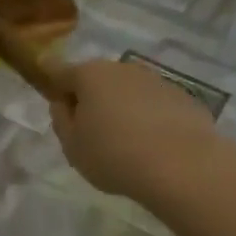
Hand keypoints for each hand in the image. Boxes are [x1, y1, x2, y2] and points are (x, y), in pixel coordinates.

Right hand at [49, 59, 232, 206]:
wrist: (181, 166)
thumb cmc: (113, 155)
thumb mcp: (72, 146)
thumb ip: (62, 120)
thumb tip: (63, 103)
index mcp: (89, 76)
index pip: (60, 71)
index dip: (53, 85)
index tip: (55, 103)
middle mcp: (122, 69)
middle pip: (97, 80)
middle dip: (90, 99)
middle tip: (90, 133)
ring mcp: (156, 80)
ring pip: (127, 91)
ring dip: (121, 108)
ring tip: (124, 144)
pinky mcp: (182, 97)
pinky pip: (154, 105)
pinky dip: (148, 118)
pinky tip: (152, 146)